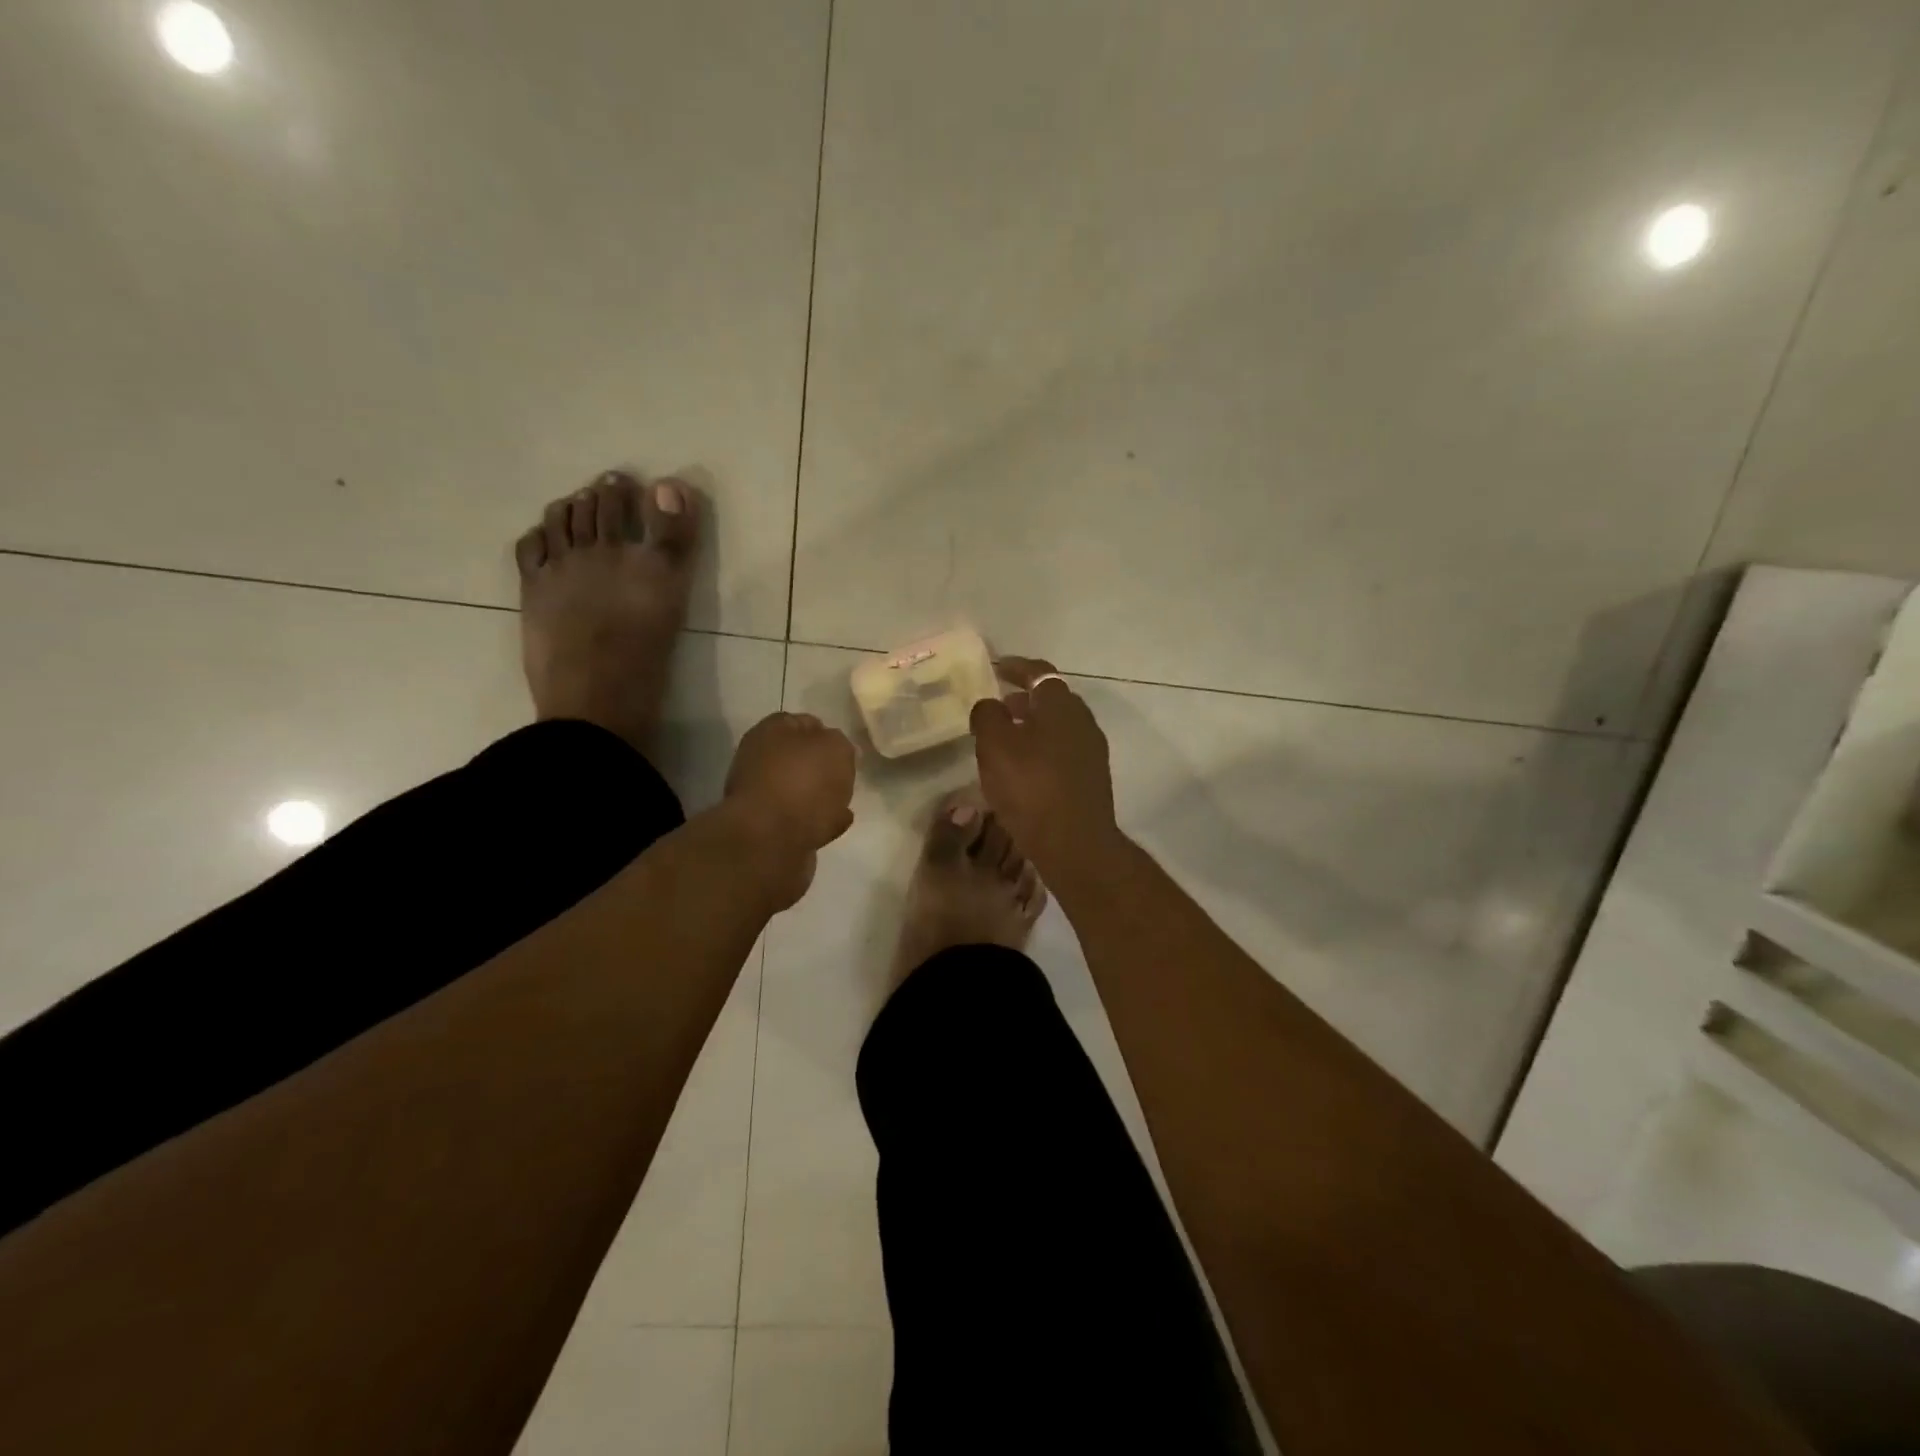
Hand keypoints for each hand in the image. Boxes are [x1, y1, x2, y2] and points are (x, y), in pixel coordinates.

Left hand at [724, 712, 856, 908]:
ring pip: (798, 790)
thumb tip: (834, 750)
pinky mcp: (767, 830)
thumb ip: (839, 742)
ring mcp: (761, 797)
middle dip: (820, 766)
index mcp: (770, 732)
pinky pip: (800, 819)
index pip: (802, 722)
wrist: (771, 841)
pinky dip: (817, 820)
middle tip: (844, 775)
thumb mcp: (835, 747)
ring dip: (819, 795)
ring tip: (844, 802)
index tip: (845, 747)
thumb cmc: (804, 782)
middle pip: (797, 758)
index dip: (825, 732)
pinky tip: (836, 823)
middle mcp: (759, 760)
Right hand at [968, 656, 1121, 878]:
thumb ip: (988, 716)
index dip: (1016, 667)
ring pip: (1058, 727)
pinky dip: (1042, 749)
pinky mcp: (1091, 779)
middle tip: (998, 705)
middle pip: (1052, 699)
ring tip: (1005, 739)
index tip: (996, 668)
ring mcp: (1091, 751)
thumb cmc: (1031, 788)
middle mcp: (1083, 721)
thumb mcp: (994, 746)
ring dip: (1033, 726)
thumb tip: (991, 705)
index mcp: (1061, 705)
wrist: (1075, 844)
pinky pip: (1063, 751)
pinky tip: (1023, 769)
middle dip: (1024, 698)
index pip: (1039, 672)